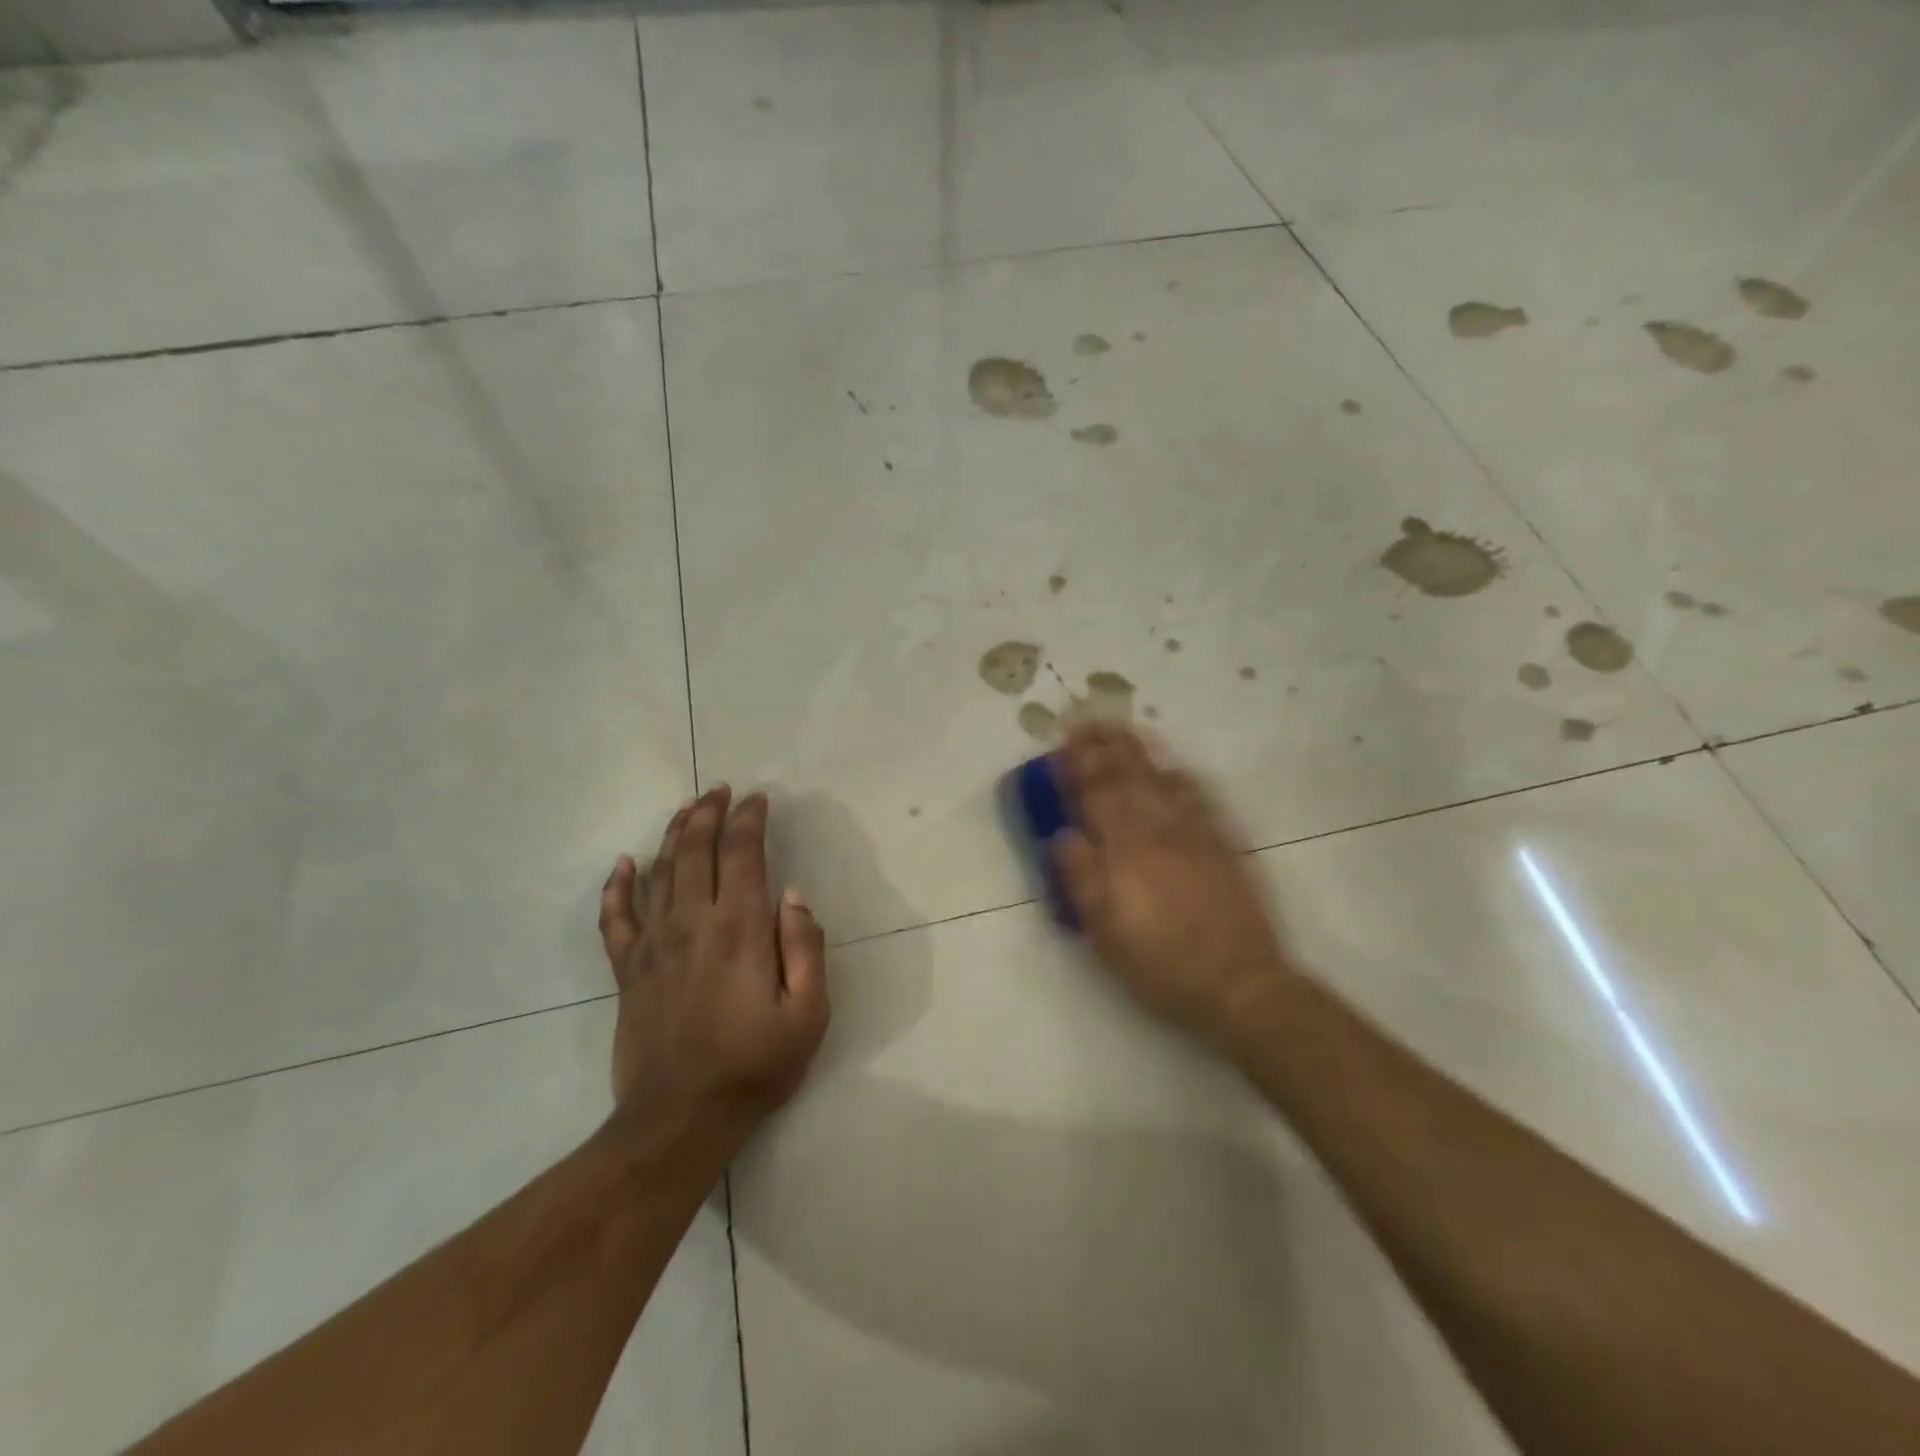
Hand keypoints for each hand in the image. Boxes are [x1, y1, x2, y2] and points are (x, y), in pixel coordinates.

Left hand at [598, 785, 828, 1154]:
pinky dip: (617, 886)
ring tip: (687, 808)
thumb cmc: (755, 1066)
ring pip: (659, 872)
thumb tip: (794, 895)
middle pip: (695, 850)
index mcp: (740, 930)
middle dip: (709, 812)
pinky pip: (615, 917)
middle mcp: (692, 923)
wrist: (679, 1120)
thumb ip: (806, 948)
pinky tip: (623, 863)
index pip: (743, 854)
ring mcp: (653, 945)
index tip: (758, 799)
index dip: (750, 820)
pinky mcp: (627, 970)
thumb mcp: (808, 1013)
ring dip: (673, 834)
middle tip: (720, 789)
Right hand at [1053, 723, 1294, 1051]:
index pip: (1095, 797)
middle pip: (1126, 779)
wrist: (1239, 984)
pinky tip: (1175, 767)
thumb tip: (1063, 835)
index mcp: (1124, 853)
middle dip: (1104, 747)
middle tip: (1088, 719)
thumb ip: (1082, 880)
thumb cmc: (1161, 965)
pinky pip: (1199, 799)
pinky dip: (1182, 778)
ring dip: (1138, 752)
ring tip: (1123, 728)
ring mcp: (1194, 835)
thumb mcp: (1106, 933)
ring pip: (1161, 780)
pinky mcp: (1223, 845)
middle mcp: (1157, 832)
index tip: (1062, 742)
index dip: (1076, 767)